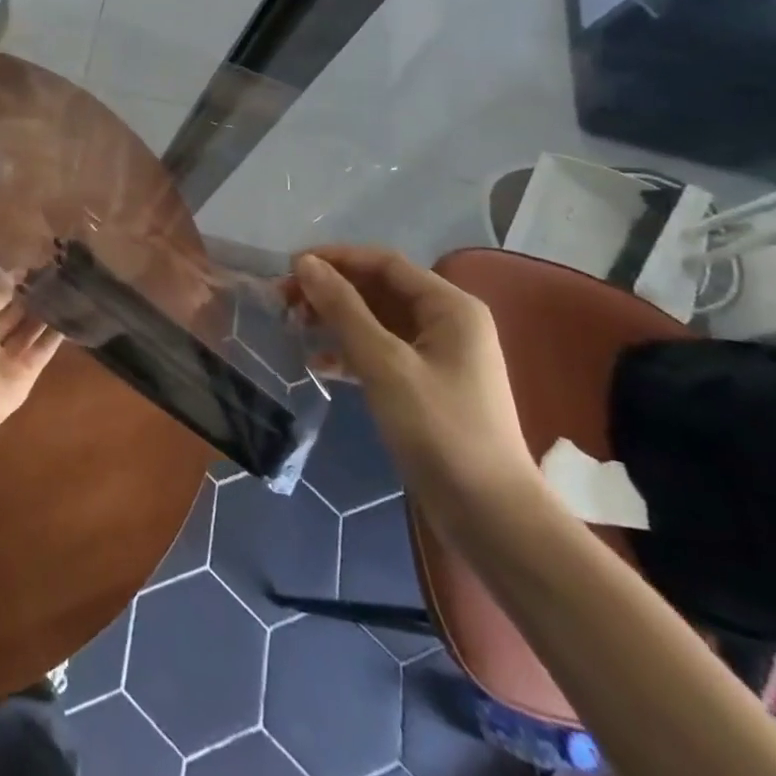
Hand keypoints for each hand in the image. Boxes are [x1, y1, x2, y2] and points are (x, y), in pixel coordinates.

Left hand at [0, 274, 62, 441]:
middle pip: (13, 315)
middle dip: (31, 298)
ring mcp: (6, 359)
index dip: (13, 283)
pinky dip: (54, 337)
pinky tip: (71, 318)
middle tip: (57, 278)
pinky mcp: (26, 375)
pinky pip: (42, 351)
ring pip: (29, 332)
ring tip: (67, 293)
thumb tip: (16, 274)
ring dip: (45, 314)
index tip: (36, 269)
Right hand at [290, 247, 538, 522]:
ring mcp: (438, 356)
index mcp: (449, 307)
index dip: (336, 259)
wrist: (490, 516)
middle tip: (284, 301)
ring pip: (376, 321)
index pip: (384, 263)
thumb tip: (305, 263)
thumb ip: (343, 308)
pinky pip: (381, 352)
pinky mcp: (425, 386)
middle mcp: (447, 322)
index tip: (290, 268)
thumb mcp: (384, 363)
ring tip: (294, 328)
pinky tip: (319, 365)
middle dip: (331, 291)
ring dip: (335, 320)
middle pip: (379, 289)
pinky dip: (349, 353)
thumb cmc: (440, 430)